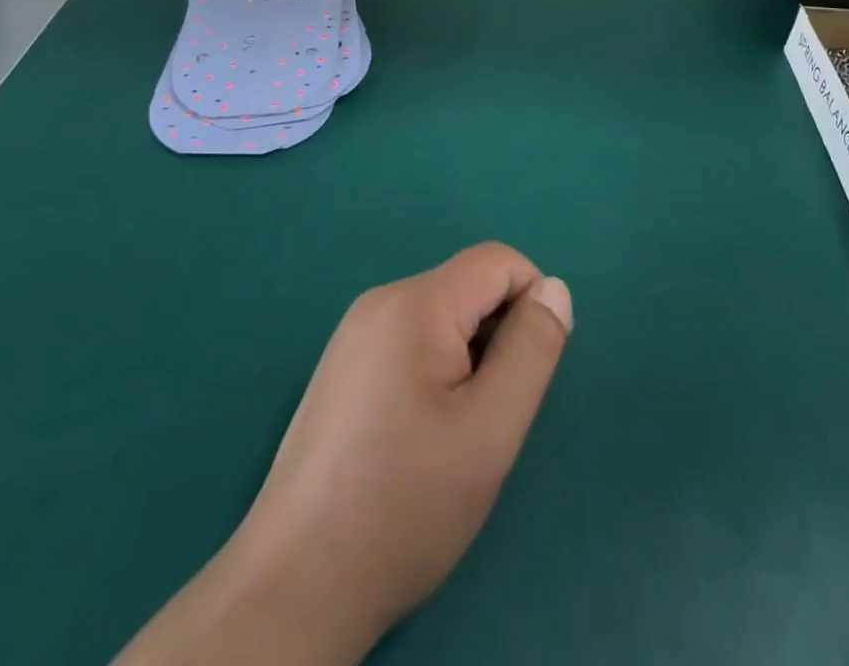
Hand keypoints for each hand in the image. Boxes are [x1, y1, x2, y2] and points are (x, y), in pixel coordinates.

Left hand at [116, 244, 573, 665]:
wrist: (294, 587)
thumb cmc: (404, 505)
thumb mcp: (490, 430)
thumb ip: (531, 350)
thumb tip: (554, 288)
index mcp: (415, 303)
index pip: (498, 261)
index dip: (530, 304)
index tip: (526, 374)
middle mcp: (380, 301)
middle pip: (468, 287)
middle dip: (496, 336)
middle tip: (487, 416)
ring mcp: (354, 334)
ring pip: (442, 316)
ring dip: (467, 357)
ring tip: (452, 433)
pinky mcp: (342, 366)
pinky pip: (410, 340)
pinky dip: (434, 370)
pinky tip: (416, 437)